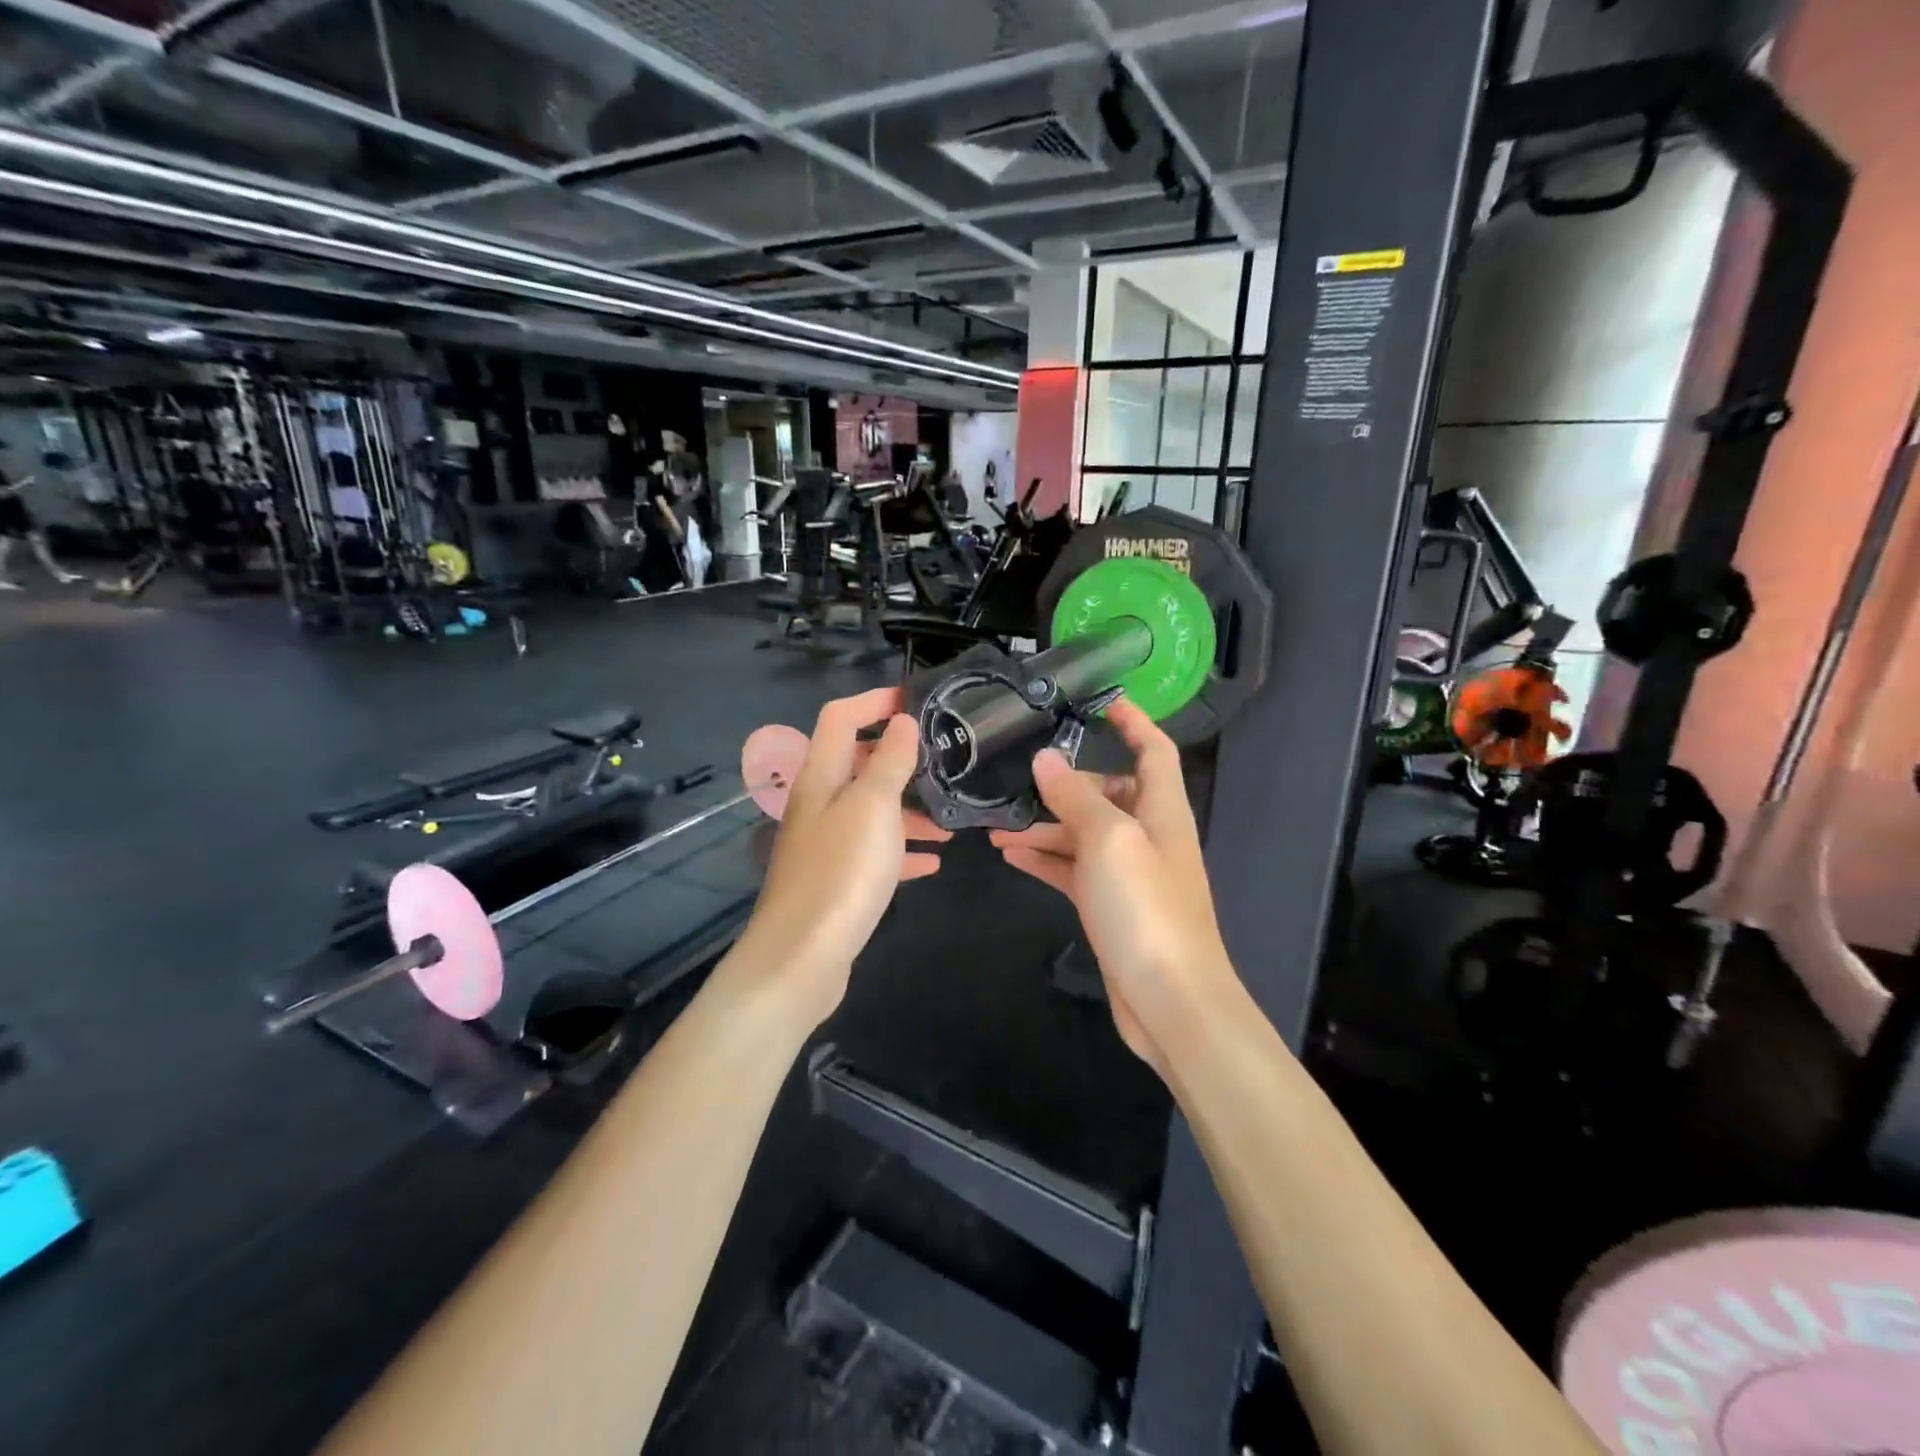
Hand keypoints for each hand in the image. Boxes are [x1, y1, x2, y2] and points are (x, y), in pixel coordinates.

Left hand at [733, 687, 947, 1024]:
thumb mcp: (873, 807)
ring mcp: (826, 845)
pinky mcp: (837, 881)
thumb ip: (889, 761)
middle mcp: (818, 804)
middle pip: (858, 765)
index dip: (874, 701)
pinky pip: (876, 854)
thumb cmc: (841, 871)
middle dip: (901, 759)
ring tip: (952, 819)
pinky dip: (903, 851)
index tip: (917, 700)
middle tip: (944, 761)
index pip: (840, 718)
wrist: (802, 958)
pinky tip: (934, 861)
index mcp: (820, 777)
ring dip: (910, 809)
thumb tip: (902, 721)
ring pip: (872, 812)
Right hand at [989, 698, 1235, 1074]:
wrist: (1170, 1001)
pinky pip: (1073, 870)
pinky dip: (1045, 859)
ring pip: (1083, 834)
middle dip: (1066, 783)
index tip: (1101, 700)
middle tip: (1018, 776)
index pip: (1154, 750)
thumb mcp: (1109, 841)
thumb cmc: (1146, 909)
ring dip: (1044, 826)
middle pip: (1109, 792)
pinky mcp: (1110, 906)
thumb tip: (1048, 759)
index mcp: (1162, 810)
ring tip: (996, 824)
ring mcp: (1128, 873)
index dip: (1133, 722)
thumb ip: (1076, 798)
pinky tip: (1010, 855)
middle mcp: (1148, 835)